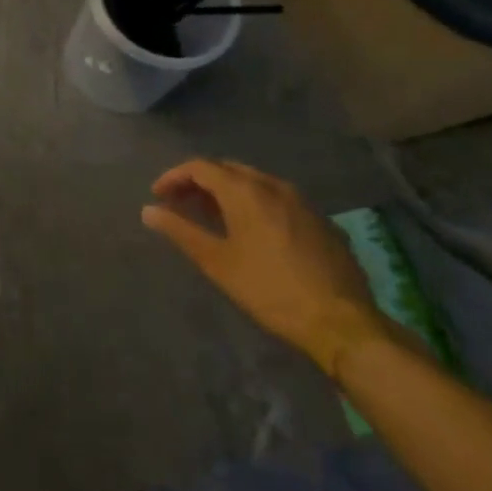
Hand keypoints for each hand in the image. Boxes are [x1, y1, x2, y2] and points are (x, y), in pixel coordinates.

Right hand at [142, 159, 384, 375]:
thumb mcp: (218, 263)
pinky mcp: (321, 221)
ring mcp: (302, 202)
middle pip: (227, 170)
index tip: (158, 196)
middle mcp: (273, 185)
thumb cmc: (270, 290)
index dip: (174, 177)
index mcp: (245, 190)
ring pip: (255, 183)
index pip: (200, 167)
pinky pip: (278, 200)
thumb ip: (181, 231)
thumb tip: (148, 211)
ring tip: (213, 216)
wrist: (342, 323)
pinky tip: (253, 231)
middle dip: (200, 182)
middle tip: (181, 204)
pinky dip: (256, 204)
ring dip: (228, 192)